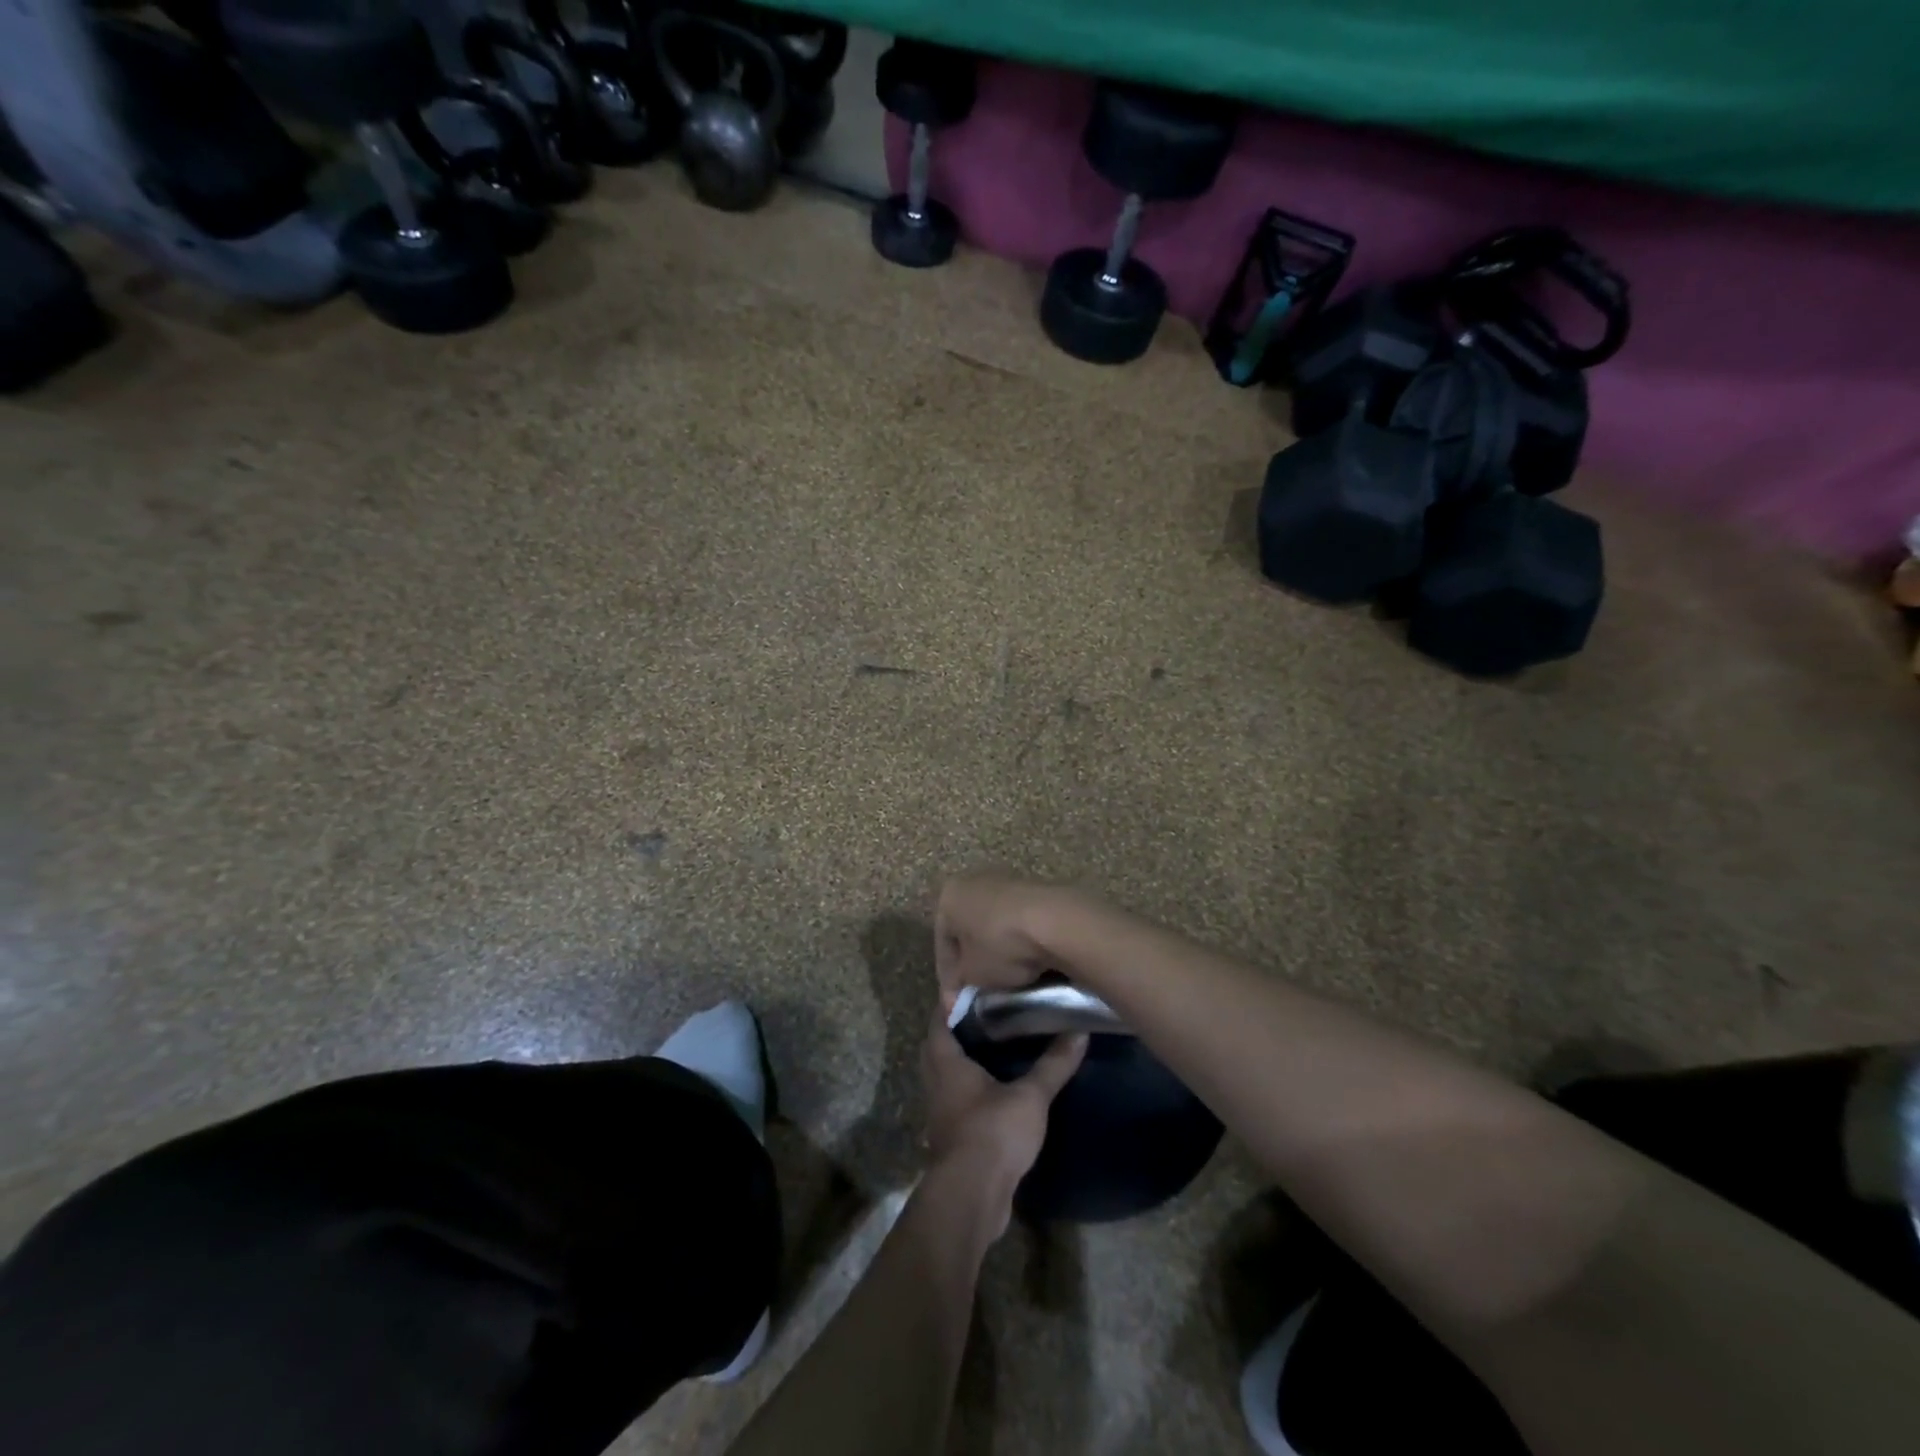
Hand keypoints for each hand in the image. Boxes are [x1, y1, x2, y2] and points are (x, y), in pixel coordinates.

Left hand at [921, 1005, 1086, 1239]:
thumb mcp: (1030, 1096)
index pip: (939, 1020)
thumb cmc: (993, 1132)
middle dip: (955, 1031)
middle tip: (984, 1016)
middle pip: (937, 1048)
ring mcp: (940, 1113)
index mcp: (946, 1063)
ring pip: (944, 1077)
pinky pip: (955, 1103)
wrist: (972, 1196)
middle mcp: (936, 1084)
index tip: (971, 987)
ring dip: (961, 1064)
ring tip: (992, 1050)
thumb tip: (1079, 1032)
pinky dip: (969, 1092)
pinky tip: (994, 1093)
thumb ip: (1053, 1065)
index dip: (950, 1002)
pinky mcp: (951, 1139)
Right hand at [933, 873, 1088, 1014]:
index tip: (957, 1006)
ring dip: (997, 951)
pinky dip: (1018, 942)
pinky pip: (1018, 922)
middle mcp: (974, 881)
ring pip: (993, 925)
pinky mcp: (1036, 888)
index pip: (942, 944)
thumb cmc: (1001, 945)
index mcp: (949, 896)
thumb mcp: (972, 974)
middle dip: (972, 962)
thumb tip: (963, 991)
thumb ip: (961, 982)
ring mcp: (1007, 881)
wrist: (1056, 922)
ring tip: (1005, 980)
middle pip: (968, 931)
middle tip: (978, 992)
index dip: (949, 980)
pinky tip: (1027, 963)